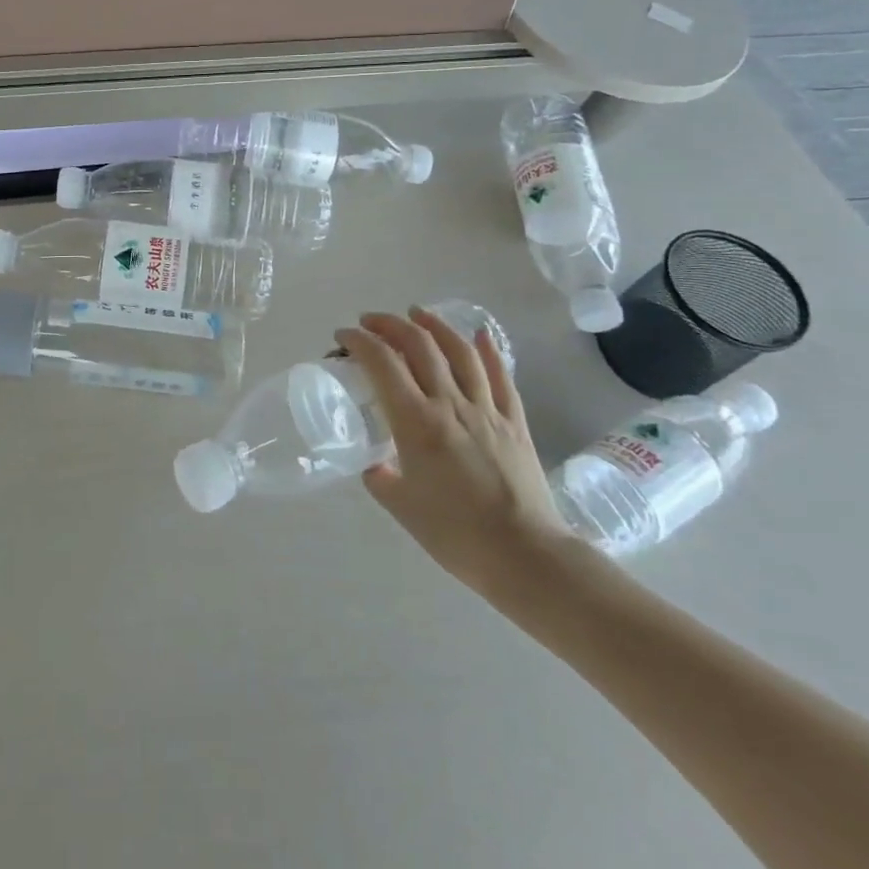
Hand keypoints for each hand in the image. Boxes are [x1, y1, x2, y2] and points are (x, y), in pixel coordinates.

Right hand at [339, 308, 573, 599]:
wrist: (525, 555)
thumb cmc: (455, 534)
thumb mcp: (400, 506)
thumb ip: (380, 477)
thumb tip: (373, 463)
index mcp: (416, 422)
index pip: (382, 363)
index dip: (359, 341)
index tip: (343, 337)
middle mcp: (450, 404)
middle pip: (419, 346)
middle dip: (390, 324)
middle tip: (371, 322)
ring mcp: (486, 409)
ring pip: (459, 351)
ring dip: (434, 325)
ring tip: (417, 313)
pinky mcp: (514, 421)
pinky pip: (501, 375)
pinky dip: (488, 350)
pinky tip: (480, 335)